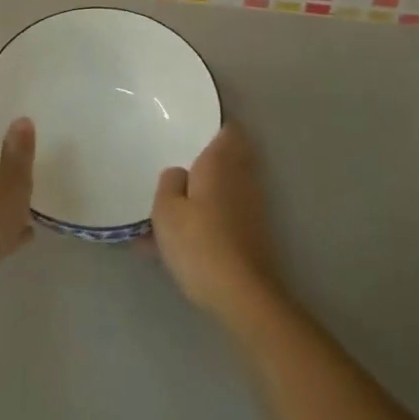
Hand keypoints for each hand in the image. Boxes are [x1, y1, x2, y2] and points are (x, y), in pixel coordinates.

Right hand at [151, 125, 283, 325]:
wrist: (241, 294)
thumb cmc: (199, 243)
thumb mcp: (165, 210)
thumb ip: (169, 182)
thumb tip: (179, 173)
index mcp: (220, 162)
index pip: (228, 129)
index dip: (214, 124)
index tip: (194, 125)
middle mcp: (241, 177)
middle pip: (229, 157)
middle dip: (208, 158)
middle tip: (180, 161)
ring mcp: (251, 206)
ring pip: (225, 187)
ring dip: (206, 190)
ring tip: (174, 204)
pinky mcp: (253, 233)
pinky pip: (225, 213)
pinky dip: (208, 217)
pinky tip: (183, 239)